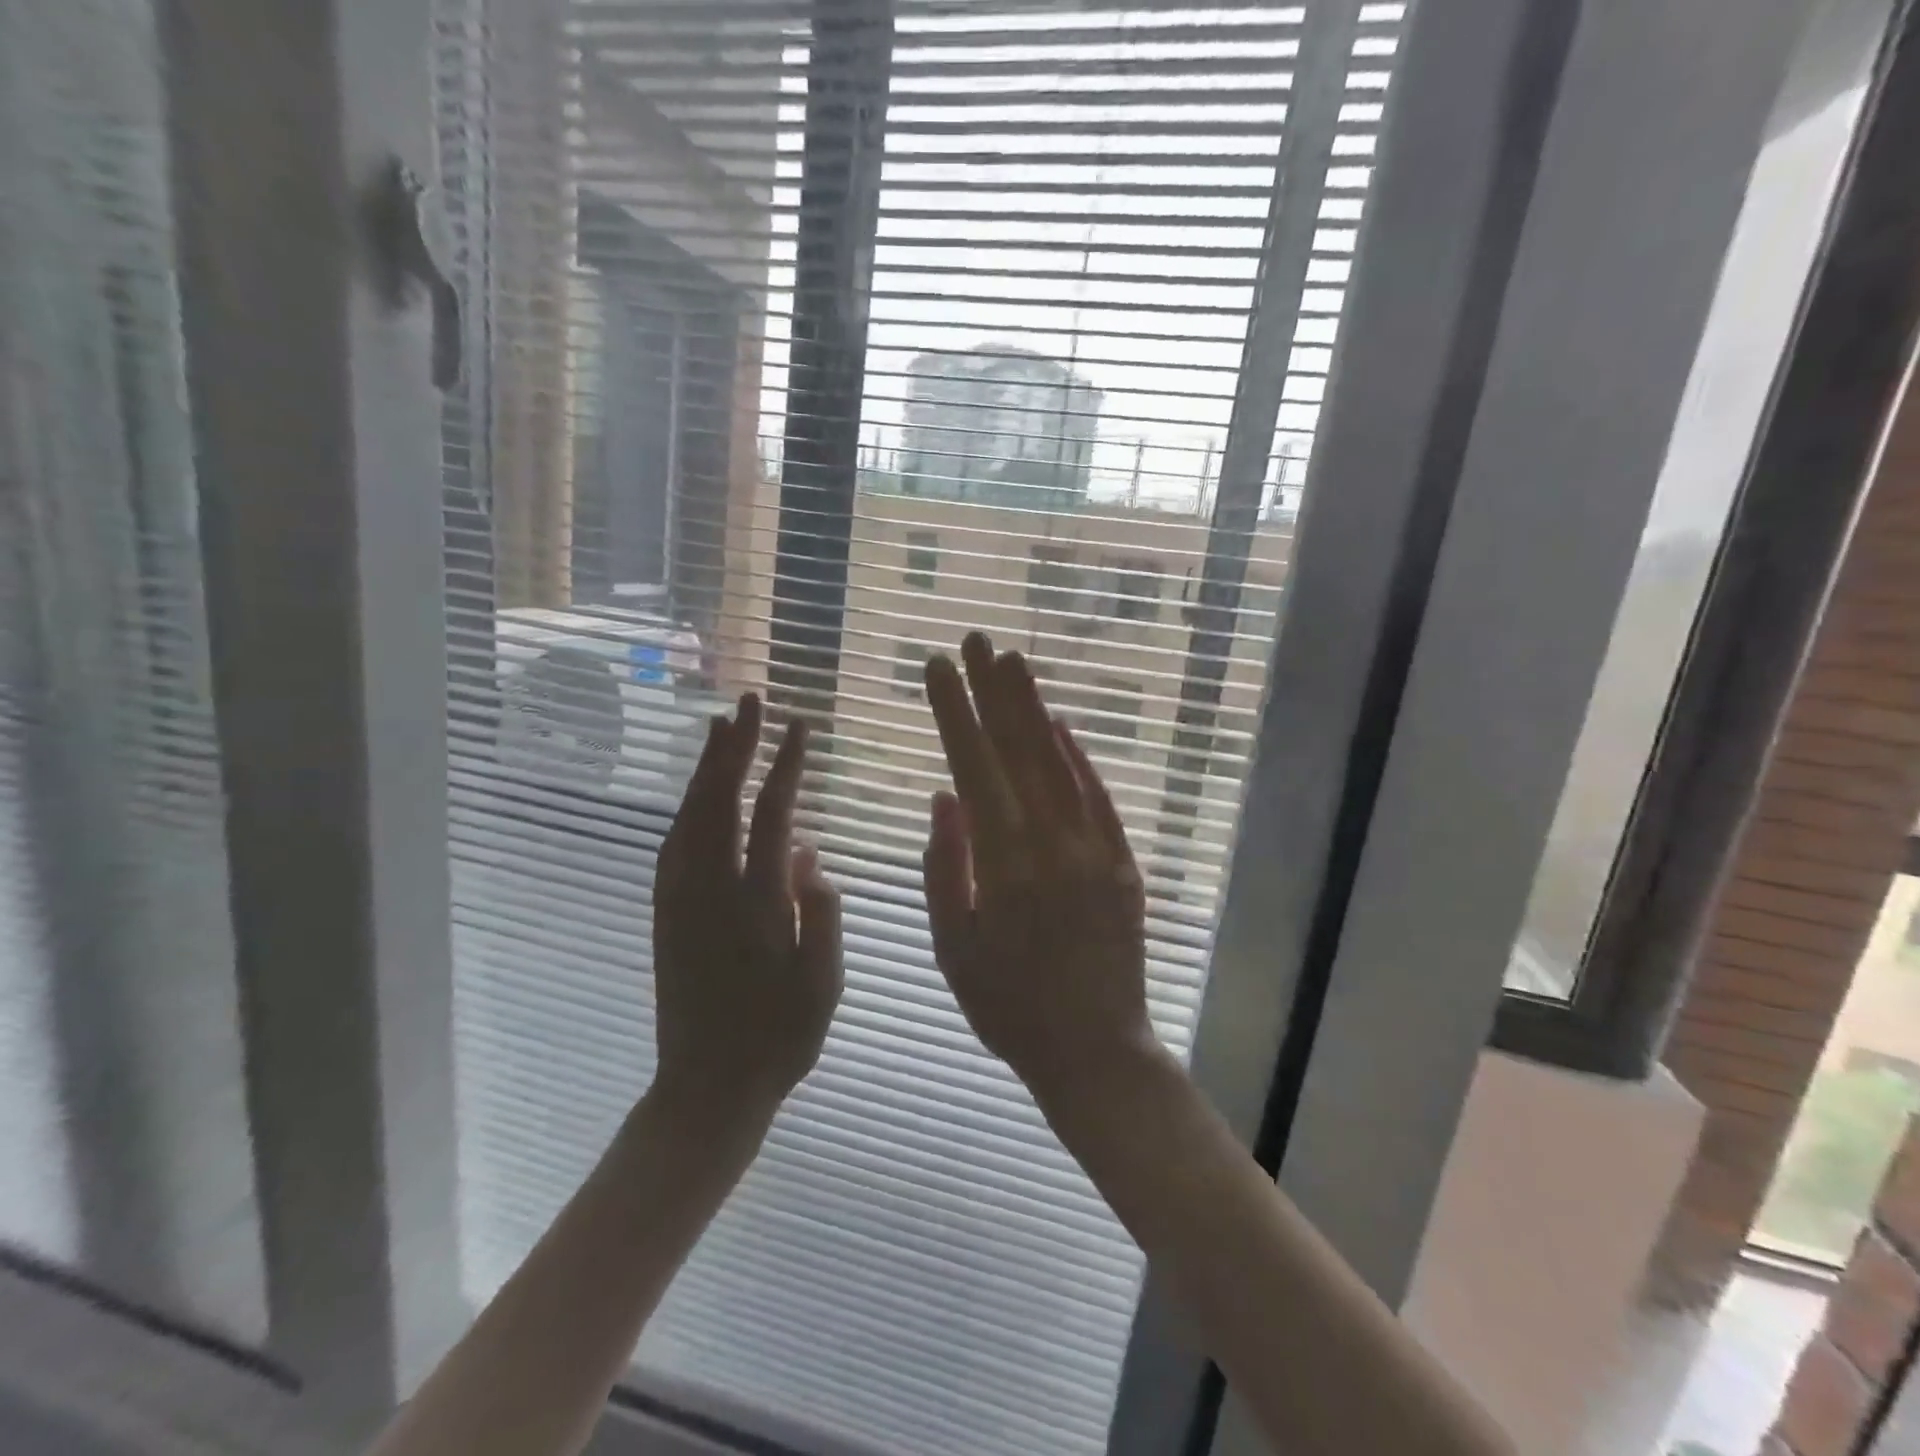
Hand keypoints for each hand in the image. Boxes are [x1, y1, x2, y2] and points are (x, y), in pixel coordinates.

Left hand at [652, 693, 841, 1122]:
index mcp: (755, 903)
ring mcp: (681, 900)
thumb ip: (818, 912)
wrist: (706, 1088)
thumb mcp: (822, 983)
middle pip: (720, 801)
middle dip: (735, 747)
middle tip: (748, 702)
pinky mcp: (665, 914)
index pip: (771, 815)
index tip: (799, 727)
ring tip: (720, 729)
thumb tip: (807, 852)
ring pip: (689, 817)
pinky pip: (673, 844)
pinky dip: (686, 807)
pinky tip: (696, 794)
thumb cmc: (778, 1039)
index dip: (785, 766)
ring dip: (705, 768)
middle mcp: (710, 890)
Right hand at [921, 633, 1155, 1101]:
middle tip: (976, 640)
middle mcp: (1052, 844)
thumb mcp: (954, 948)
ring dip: (1034, 709)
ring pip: (1059, 763)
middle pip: (1018, 751)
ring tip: (1013, 663)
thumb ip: (946, 867)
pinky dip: (1078, 757)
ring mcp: (1095, 850)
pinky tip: (1060, 725)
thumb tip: (944, 795)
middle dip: (992, 691)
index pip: (974, 768)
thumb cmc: (1010, 1008)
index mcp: (1004, 865)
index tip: (937, 668)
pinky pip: (1099, 797)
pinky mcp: (1123, 862)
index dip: (953, 713)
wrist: (1096, 1051)